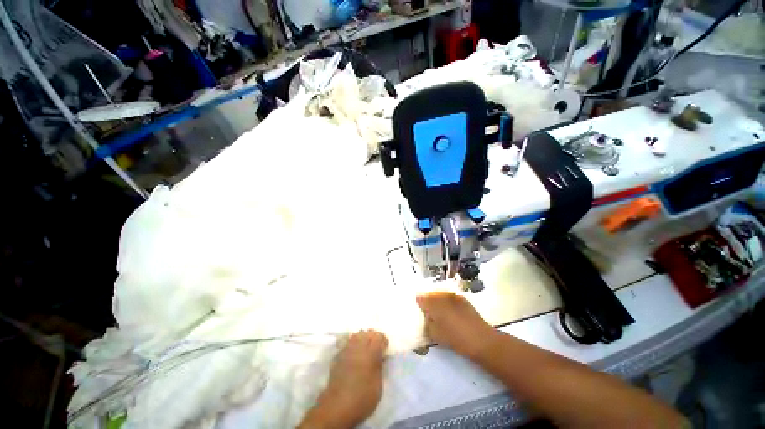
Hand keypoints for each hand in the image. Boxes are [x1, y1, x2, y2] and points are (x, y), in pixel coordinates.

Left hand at [299, 330, 387, 428]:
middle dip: (373, 337)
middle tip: (375, 348)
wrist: (337, 406)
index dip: (383, 341)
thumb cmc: (362, 398)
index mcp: (371, 353)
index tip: (384, 349)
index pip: (379, 336)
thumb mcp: (378, 385)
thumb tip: (380, 356)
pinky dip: (352, 344)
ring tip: (364, 349)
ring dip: (362, 338)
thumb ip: (380, 366)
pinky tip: (353, 354)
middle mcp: (358, 346)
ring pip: (356, 335)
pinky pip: (347, 342)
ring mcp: (346, 349)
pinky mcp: (338, 355)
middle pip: (367, 333)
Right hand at [416, 292, 496, 358]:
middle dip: (429, 301)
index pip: (420, 298)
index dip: (419, 304)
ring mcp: (453, 295)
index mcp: (433, 303)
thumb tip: (427, 315)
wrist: (481, 339)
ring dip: (438, 300)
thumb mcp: (435, 334)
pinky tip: (451, 311)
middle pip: (430, 294)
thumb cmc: (455, 338)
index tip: (420, 311)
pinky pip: (450, 297)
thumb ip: (427, 322)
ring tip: (440, 312)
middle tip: (430, 312)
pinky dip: (448, 302)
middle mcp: (441, 295)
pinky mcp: (463, 298)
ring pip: (440, 294)